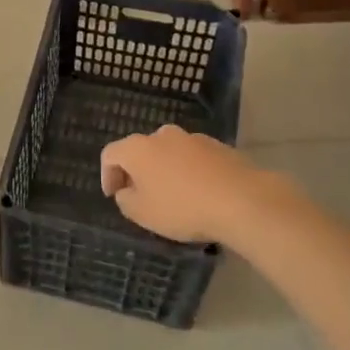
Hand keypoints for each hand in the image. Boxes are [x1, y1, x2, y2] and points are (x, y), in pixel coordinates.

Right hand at [100, 126, 266, 244]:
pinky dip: (189, 172)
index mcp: (138, 148)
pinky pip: (193, 159)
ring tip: (173, 197)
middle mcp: (162, 135)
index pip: (110, 154)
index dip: (107, 175)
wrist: (242, 200)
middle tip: (141, 196)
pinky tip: (199, 194)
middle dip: (137, 172)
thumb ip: (125, 200)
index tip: (114, 196)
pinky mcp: (219, 146)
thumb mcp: (141, 213)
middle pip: (141, 150)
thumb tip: (127, 190)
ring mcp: (193, 138)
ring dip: (164, 171)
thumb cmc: (182, 207)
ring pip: (169, 153)